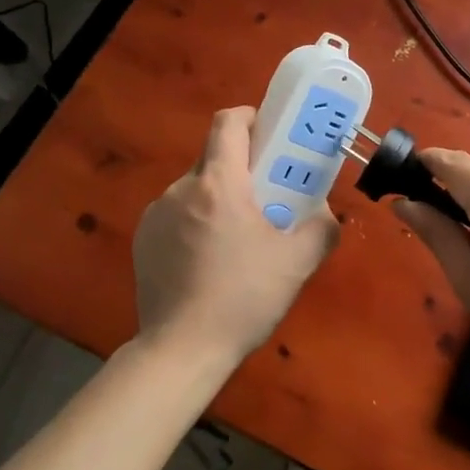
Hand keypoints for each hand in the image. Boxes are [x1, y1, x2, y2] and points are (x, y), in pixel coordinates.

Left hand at [131, 107, 340, 371]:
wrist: (181, 351)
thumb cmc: (243, 299)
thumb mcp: (297, 264)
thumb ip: (322, 229)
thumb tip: (326, 213)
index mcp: (219, 183)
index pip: (228, 122)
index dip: (251, 117)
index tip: (270, 134)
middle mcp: (182, 188)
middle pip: (213, 156)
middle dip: (241, 165)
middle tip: (266, 193)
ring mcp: (157, 214)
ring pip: (195, 187)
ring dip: (217, 196)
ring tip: (237, 235)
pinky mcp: (143, 239)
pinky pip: (176, 213)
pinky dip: (195, 221)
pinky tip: (207, 259)